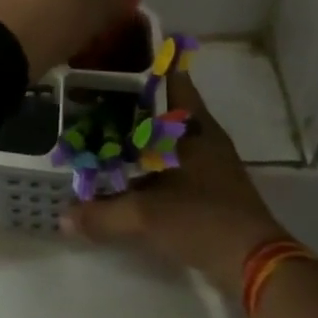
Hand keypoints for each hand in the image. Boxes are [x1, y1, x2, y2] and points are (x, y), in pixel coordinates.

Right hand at [60, 71, 289, 299]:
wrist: (254, 265)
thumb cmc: (202, 220)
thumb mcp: (145, 216)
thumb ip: (102, 214)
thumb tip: (63, 217)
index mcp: (194, 126)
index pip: (173, 79)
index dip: (149, 63)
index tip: (119, 53)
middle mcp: (204, 136)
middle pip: (167, 105)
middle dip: (135, 99)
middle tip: (96, 91)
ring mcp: (210, 162)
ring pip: (170, 134)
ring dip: (143, 131)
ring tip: (103, 125)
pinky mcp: (211, 187)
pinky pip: (174, 159)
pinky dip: (151, 157)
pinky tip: (126, 166)